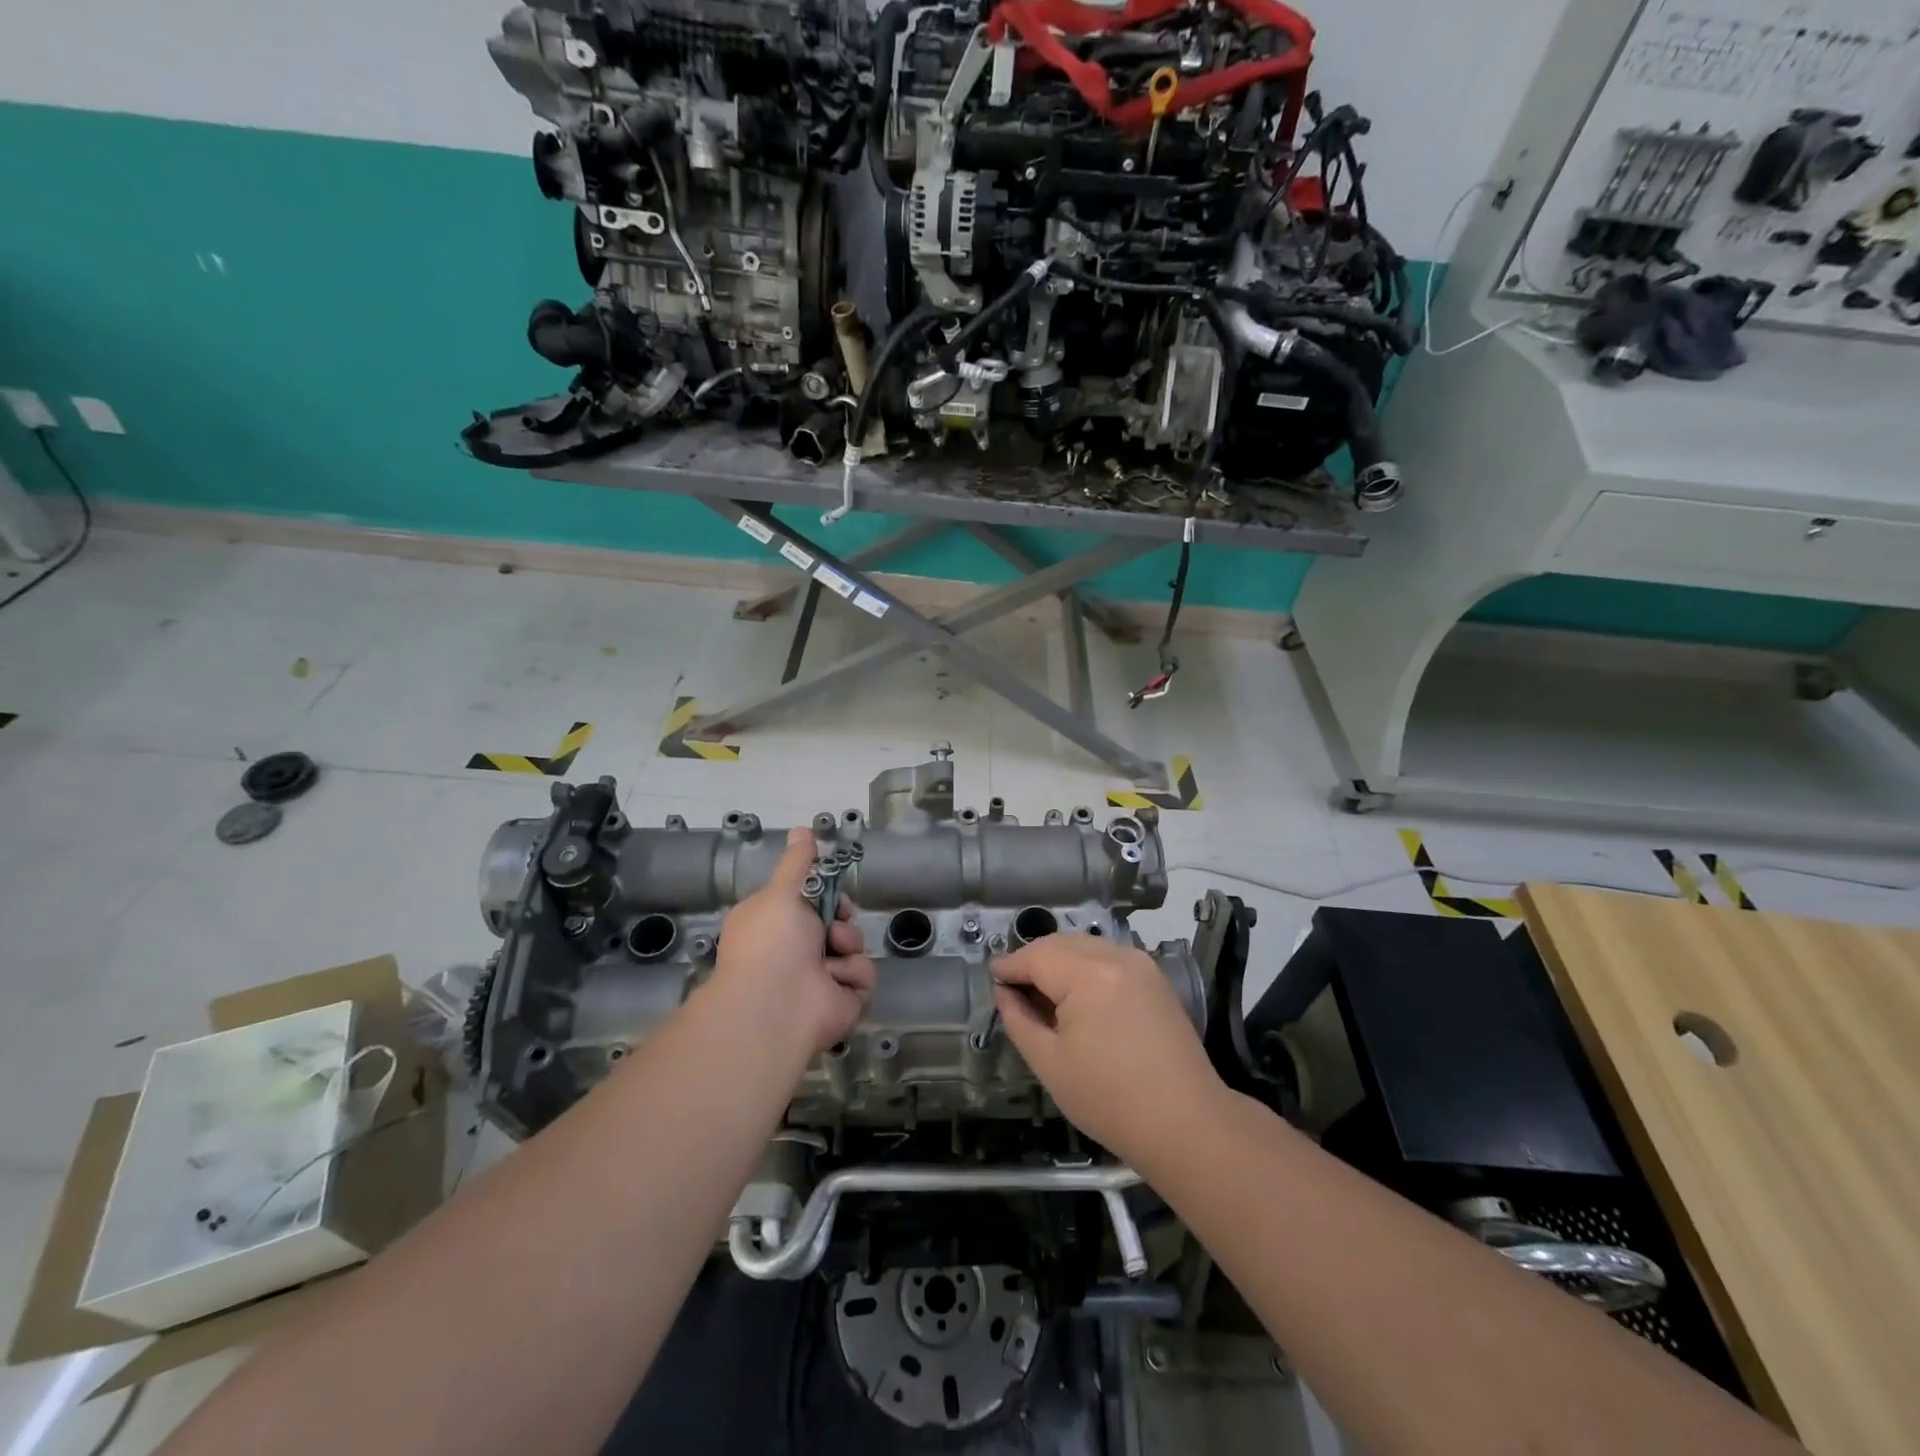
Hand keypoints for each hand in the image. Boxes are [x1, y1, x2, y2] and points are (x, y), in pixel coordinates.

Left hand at [708, 827, 876, 1057]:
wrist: (775, 1007)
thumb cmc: (771, 942)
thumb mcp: (782, 891)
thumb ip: (798, 862)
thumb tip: (803, 829)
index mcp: (777, 925)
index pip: (811, 900)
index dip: (824, 891)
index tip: (828, 887)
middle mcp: (797, 951)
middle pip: (838, 920)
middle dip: (840, 916)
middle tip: (833, 920)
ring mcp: (822, 978)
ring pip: (854, 945)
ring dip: (846, 944)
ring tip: (830, 954)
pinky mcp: (844, 1000)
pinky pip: (863, 974)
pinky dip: (851, 975)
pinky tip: (832, 981)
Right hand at [993, 933, 1223, 1166]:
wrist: (1186, 1123)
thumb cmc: (1110, 1100)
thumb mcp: (1049, 1063)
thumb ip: (1019, 1019)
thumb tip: (1005, 992)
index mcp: (1088, 974)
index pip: (1035, 956)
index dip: (1009, 967)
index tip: (992, 980)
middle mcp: (1115, 956)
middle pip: (1060, 944)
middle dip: (1033, 962)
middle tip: (1014, 991)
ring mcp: (1140, 963)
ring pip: (1085, 947)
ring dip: (1059, 962)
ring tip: (1044, 996)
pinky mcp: (1154, 977)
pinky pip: (1108, 958)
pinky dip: (1085, 968)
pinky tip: (1077, 998)